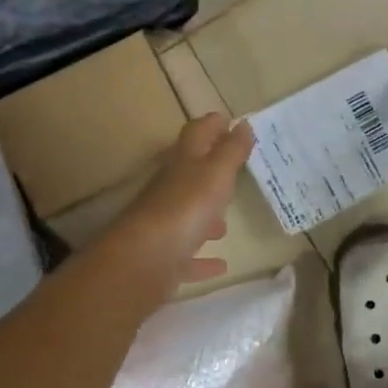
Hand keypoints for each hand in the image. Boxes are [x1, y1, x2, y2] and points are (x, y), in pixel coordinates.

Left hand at [101, 113, 255, 298]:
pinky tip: (220, 264)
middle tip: (235, 173)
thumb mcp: (216, 173)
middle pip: (190, 174)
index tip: (230, 122)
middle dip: (211, 172)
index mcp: (182, 162)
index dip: (212, 125)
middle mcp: (170, 189)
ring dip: (206, 217)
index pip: (197, 133)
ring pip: (187, 215)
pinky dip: (202, 258)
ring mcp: (165, 224)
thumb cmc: (185, 207)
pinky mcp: (165, 257)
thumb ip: (231, 150)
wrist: (144, 259)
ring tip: (226, 223)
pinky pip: (188, 255)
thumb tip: (243, 124)